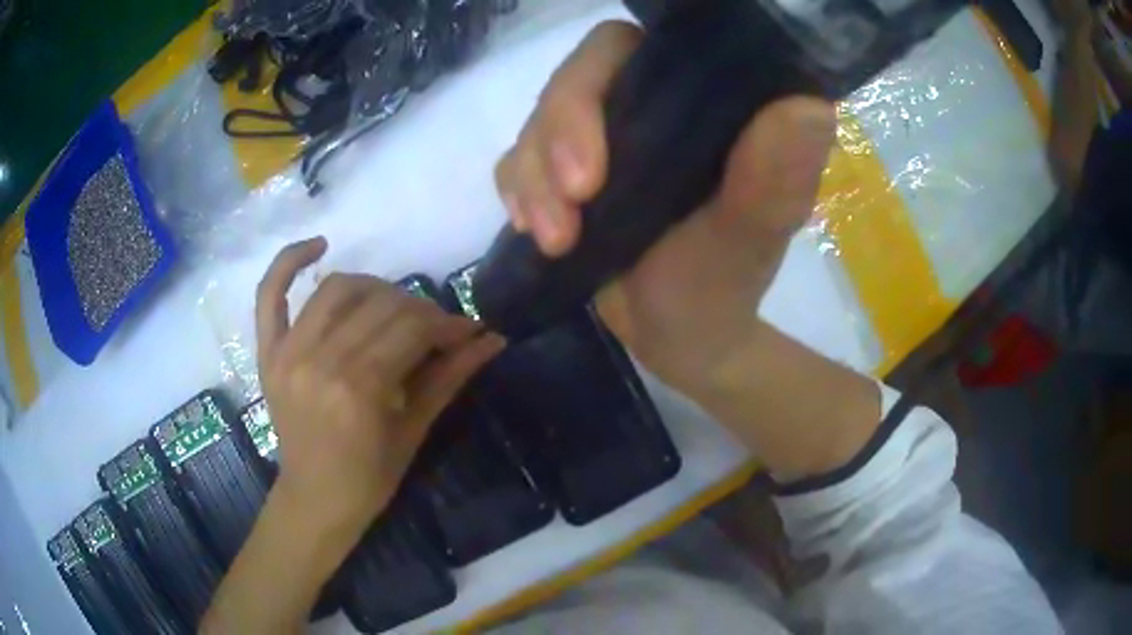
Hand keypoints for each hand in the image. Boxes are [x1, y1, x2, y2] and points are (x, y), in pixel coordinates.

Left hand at [255, 237, 504, 539]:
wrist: (315, 499)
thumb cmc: (370, 478)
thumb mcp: (414, 431)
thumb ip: (449, 377)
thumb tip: (492, 339)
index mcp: (360, 389)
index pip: (412, 329)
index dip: (447, 323)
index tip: (468, 329)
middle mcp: (320, 360)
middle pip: (379, 304)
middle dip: (419, 309)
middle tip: (435, 328)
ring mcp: (288, 352)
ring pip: (336, 289)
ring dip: (374, 287)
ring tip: (392, 305)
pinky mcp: (268, 352)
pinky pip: (269, 294)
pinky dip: (288, 262)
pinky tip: (318, 246)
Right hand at [494, 21, 835, 394]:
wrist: (684, 334)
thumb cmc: (724, 284)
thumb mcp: (749, 237)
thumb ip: (775, 177)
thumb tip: (809, 107)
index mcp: (698, 97)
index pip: (626, 49)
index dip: (591, 86)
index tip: (592, 171)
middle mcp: (648, 100)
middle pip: (574, 81)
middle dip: (552, 143)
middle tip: (562, 220)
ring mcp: (605, 132)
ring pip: (538, 122)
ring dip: (531, 180)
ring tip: (555, 242)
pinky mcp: (569, 167)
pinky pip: (520, 159)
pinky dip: (520, 191)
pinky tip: (534, 230)